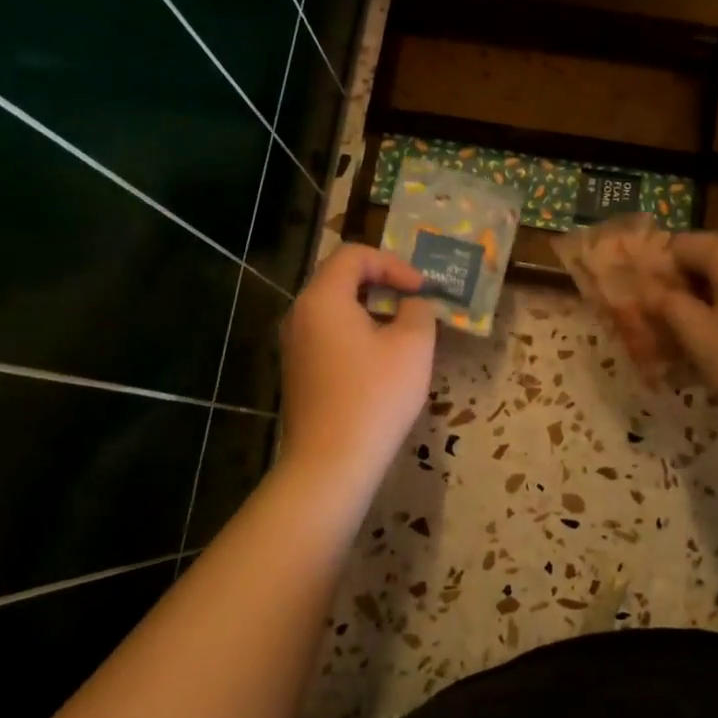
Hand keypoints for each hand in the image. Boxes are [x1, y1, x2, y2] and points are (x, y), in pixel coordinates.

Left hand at [276, 244, 437, 495]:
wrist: (331, 462)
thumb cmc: (375, 396)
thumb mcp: (413, 346)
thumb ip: (418, 311)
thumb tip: (412, 304)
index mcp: (323, 299)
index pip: (354, 255)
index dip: (393, 263)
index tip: (422, 289)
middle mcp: (300, 315)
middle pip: (340, 278)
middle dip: (383, 283)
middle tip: (415, 302)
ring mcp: (295, 346)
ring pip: (334, 309)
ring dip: (371, 309)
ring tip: (404, 331)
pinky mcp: (298, 373)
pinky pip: (329, 336)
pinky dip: (357, 333)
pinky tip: (381, 361)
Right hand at [646, 231, 717, 427]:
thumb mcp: (700, 339)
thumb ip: (670, 308)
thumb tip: (653, 290)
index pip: (678, 246)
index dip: (657, 274)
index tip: (648, 309)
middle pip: (709, 259)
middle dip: (686, 290)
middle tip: (673, 331)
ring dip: (715, 302)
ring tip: (708, 343)